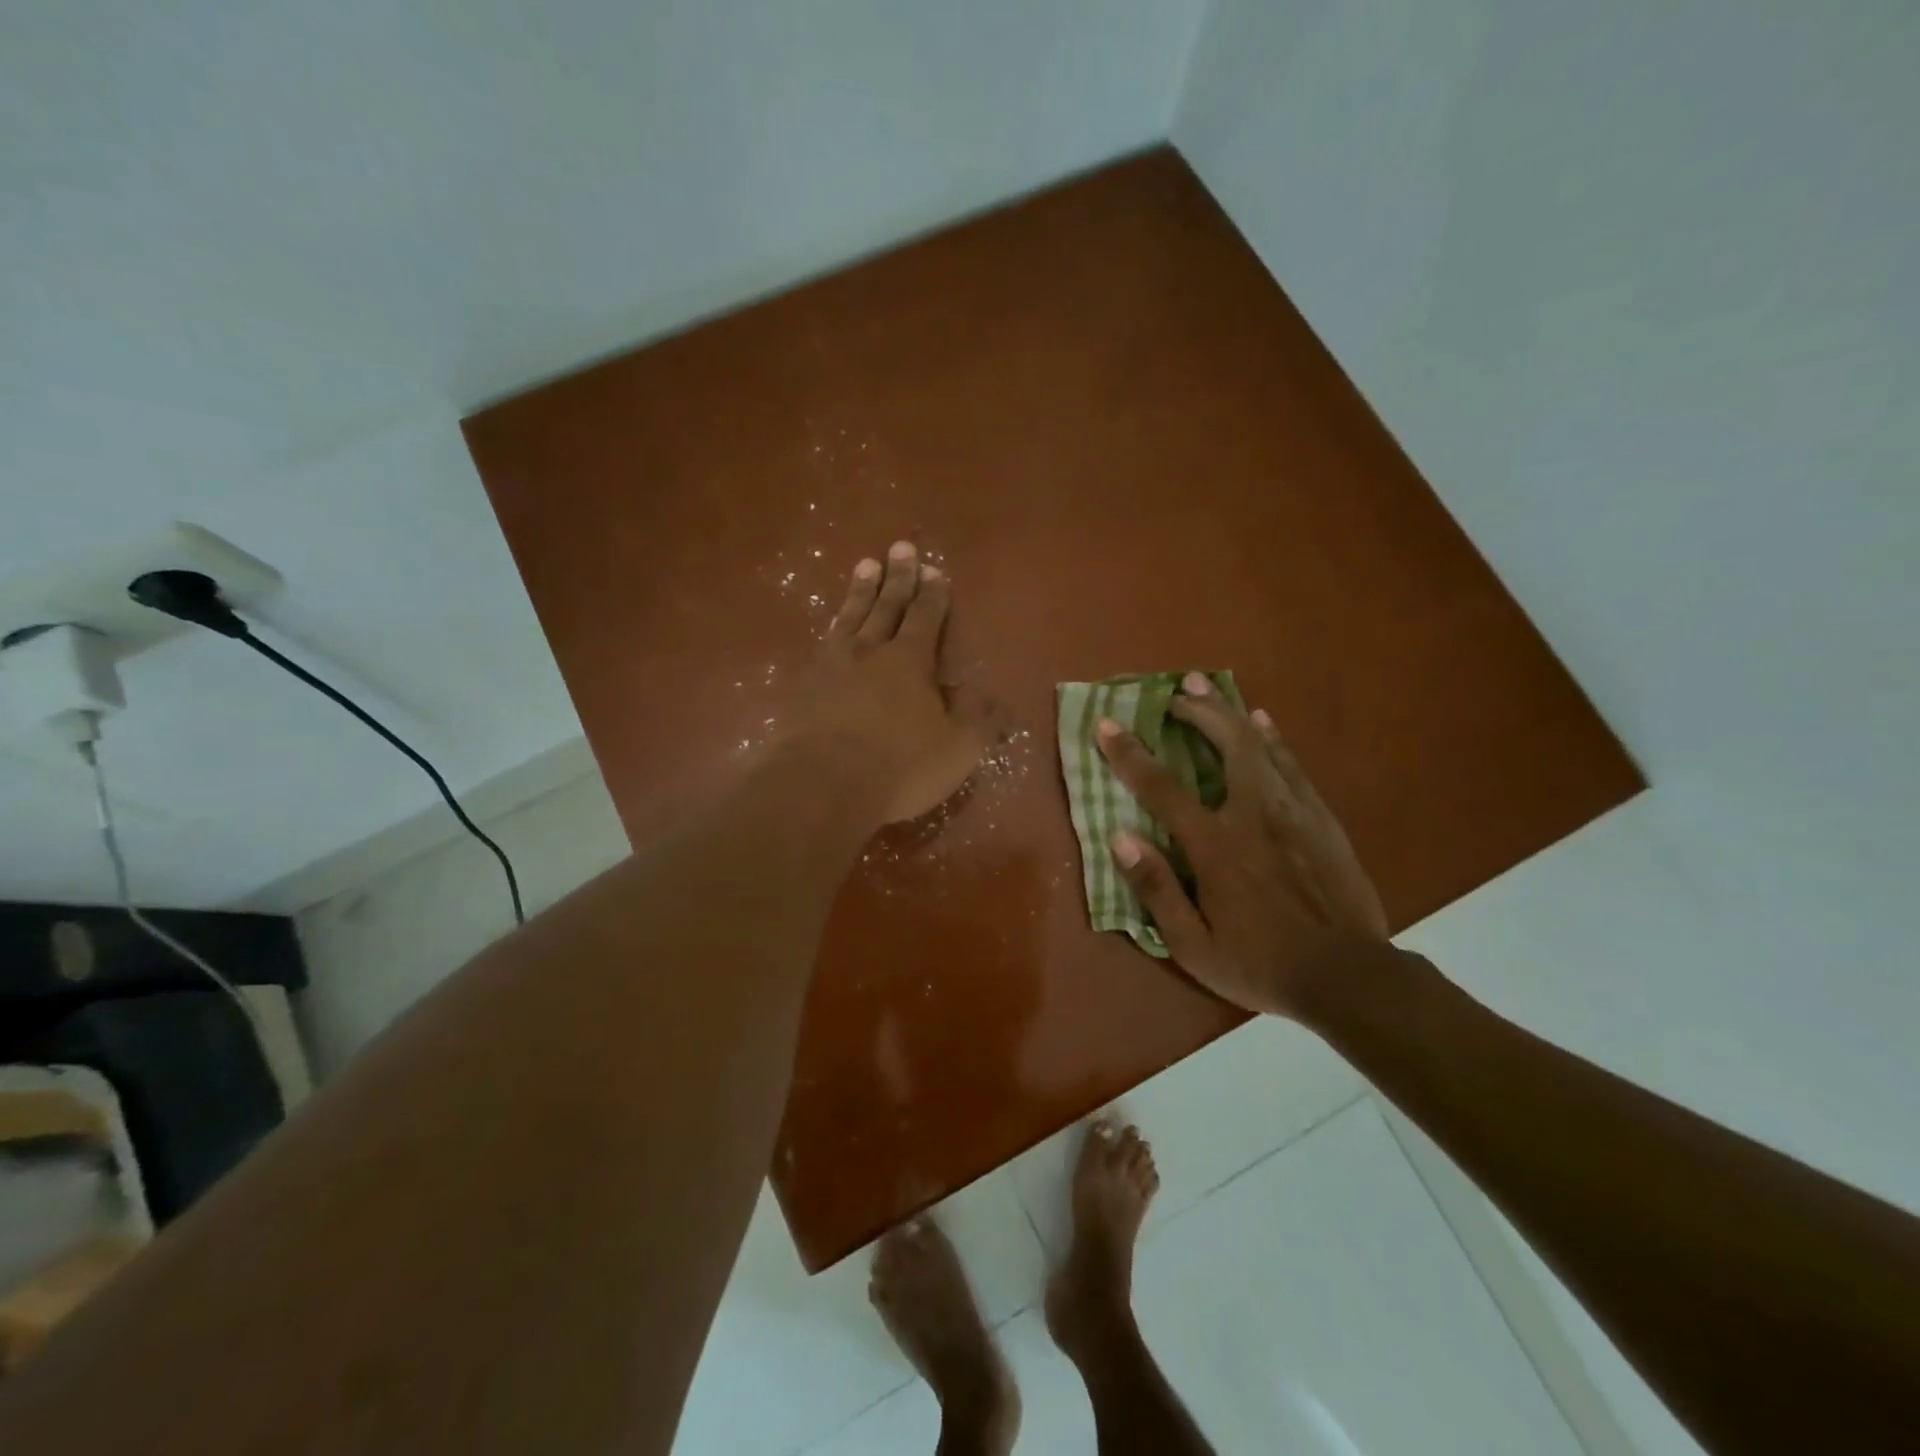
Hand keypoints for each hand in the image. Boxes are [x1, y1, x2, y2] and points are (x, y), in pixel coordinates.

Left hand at [790, 542, 987, 824]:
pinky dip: (832, 626)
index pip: (926, 617)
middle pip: (887, 606)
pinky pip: (823, 643)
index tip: (933, 570)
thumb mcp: (957, 747)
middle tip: (900, 548)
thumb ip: (975, 717)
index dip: (932, 594)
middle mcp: (870, 651)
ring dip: (861, 591)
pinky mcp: (803, 686)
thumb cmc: (900, 766)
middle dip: (898, 577)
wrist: (821, 784)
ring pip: (851, 617)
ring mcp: (831, 666)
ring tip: (866, 565)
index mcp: (910, 661)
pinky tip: (832, 624)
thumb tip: (980, 692)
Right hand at [1097, 673, 1389, 1019]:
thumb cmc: (1262, 965)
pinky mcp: (1322, 818)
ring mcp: (1293, 812)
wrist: (1350, 977)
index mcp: (1216, 846)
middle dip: (1196, 711)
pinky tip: (1262, 722)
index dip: (1129, 753)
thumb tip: (1120, 838)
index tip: (1106, 724)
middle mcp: (1253, 815)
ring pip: (1260, 745)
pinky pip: (1291, 764)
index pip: (1161, 788)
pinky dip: (1272, 738)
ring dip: (1230, 712)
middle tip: (1175, 692)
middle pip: (1225, 744)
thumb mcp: (1193, 946)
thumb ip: (1155, 889)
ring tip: (1208, 687)